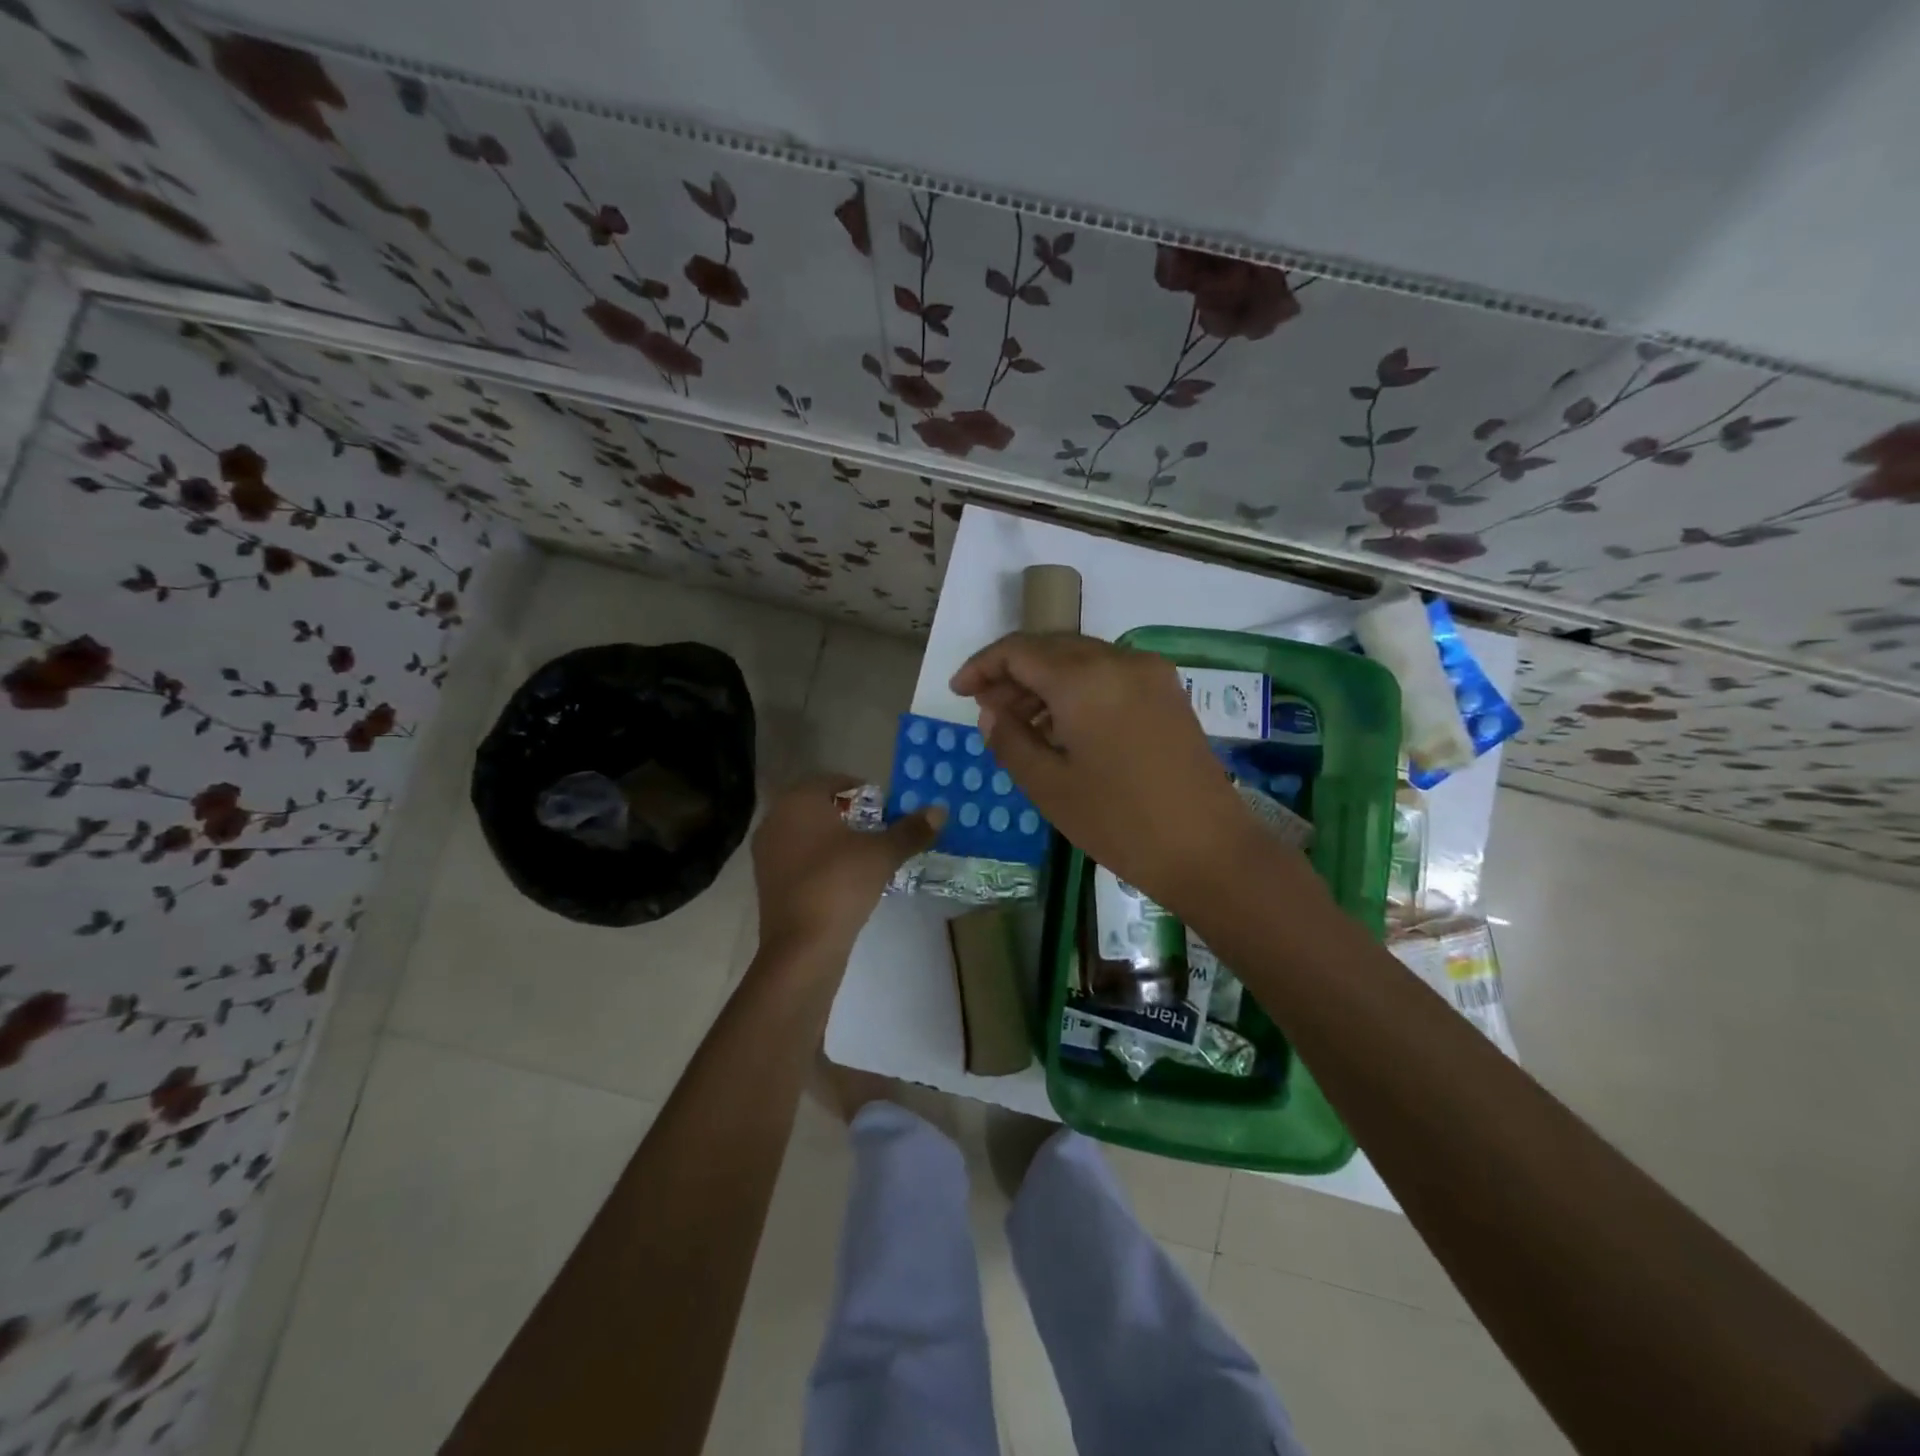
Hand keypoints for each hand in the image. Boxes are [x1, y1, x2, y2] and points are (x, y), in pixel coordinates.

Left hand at [750, 775, 943, 961]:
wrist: (802, 946)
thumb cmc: (840, 884)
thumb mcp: (882, 854)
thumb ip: (910, 830)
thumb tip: (940, 810)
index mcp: (799, 801)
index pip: (833, 781)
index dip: (863, 791)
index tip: (886, 808)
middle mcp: (776, 818)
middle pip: (818, 806)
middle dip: (849, 815)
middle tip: (879, 829)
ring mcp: (766, 851)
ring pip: (806, 832)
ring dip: (833, 838)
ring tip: (865, 855)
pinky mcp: (766, 881)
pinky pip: (797, 857)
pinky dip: (819, 860)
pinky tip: (843, 878)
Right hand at [950, 633, 1268, 911]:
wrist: (1208, 850)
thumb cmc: (1119, 822)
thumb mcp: (1049, 786)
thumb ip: (1010, 740)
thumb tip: (990, 713)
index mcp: (1084, 678)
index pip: (1019, 650)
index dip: (982, 665)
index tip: (959, 692)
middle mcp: (1119, 659)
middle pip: (1051, 648)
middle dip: (1012, 674)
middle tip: (988, 712)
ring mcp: (1149, 673)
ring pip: (1080, 659)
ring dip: (1044, 682)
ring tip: (1021, 724)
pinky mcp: (1167, 692)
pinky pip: (1108, 674)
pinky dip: (1077, 689)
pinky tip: (1063, 726)